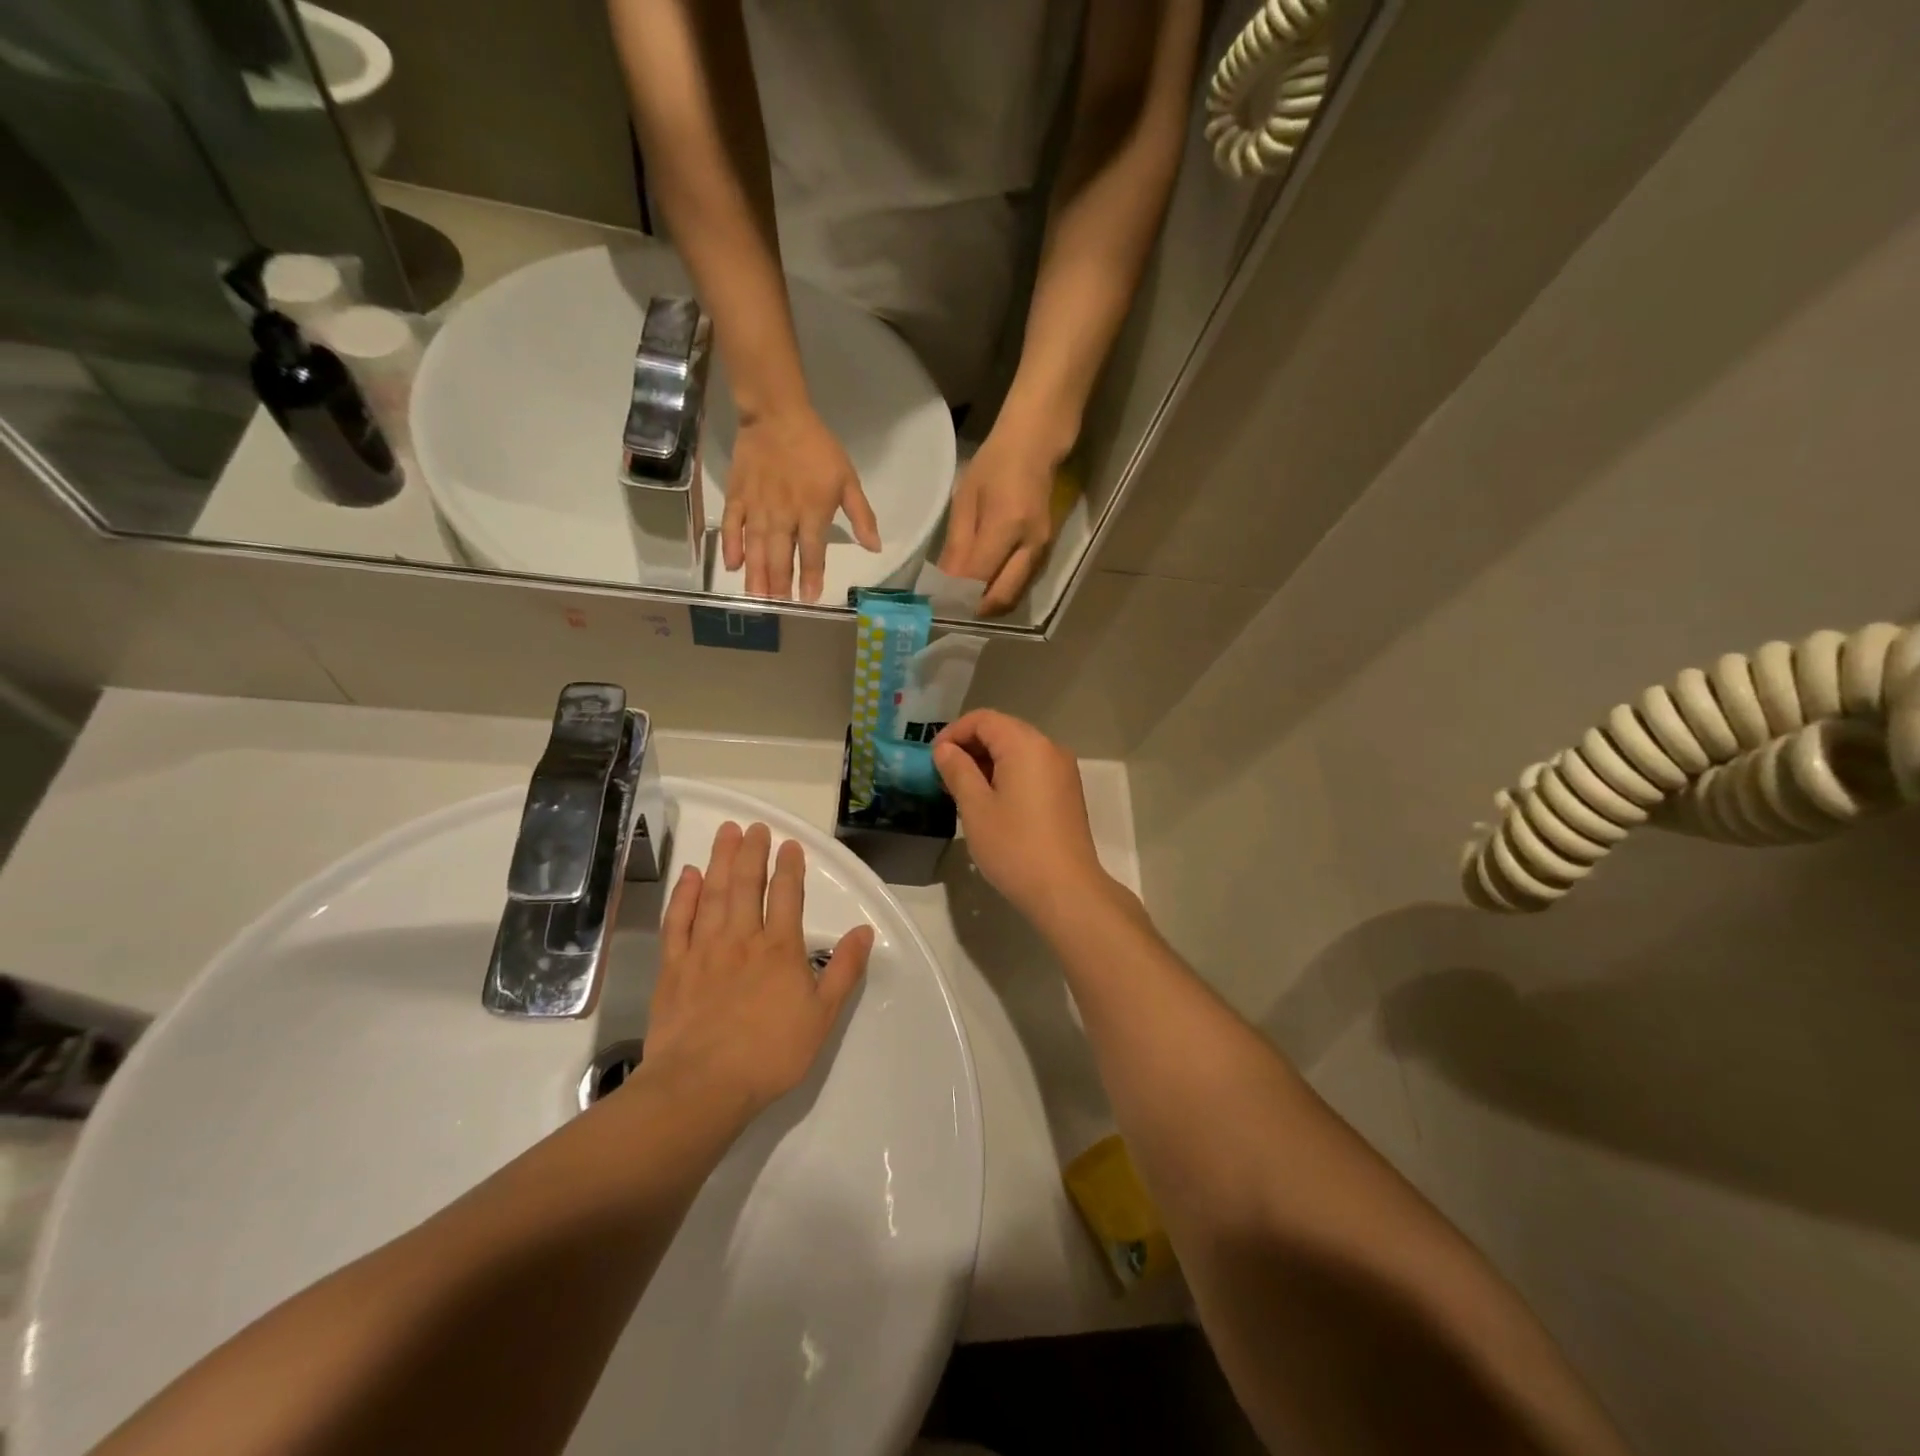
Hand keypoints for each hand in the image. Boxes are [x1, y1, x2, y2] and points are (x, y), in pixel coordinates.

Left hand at [643, 822, 873, 1119]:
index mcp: (780, 948)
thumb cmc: (770, 1054)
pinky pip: (678, 922)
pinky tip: (688, 876)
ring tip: (725, 833)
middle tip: (753, 826)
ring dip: (720, 860)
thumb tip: (864, 930)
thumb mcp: (822, 1016)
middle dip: (751, 852)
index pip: (787, 895)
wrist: (702, 1085)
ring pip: (713, 894)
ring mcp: (704, 950)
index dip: (789, 867)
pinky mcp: (674, 967)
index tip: (789, 844)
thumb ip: (844, 970)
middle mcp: (742, 938)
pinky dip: (684, 896)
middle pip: (746, 884)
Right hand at [723, 407, 880, 601]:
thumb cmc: (817, 448)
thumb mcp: (848, 479)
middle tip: (778, 606)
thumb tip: (875, 547)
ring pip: (756, 547)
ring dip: (756, 575)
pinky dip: (731, 546)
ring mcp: (757, 506)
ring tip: (756, 598)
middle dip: (779, 584)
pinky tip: (732, 566)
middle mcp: (783, 515)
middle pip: (780, 556)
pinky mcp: (737, 496)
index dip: (811, 577)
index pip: (812, 552)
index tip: (809, 599)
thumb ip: (862, 516)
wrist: (777, 414)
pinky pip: (732, 526)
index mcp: (812, 511)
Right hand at [933, 711, 1116, 927]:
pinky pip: (1031, 768)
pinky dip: (1007, 774)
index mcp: (1026, 744)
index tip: (933, 759)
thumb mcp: (976, 807)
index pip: (983, 719)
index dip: (954, 733)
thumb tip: (945, 750)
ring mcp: (1062, 770)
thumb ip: (958, 771)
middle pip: (1003, 730)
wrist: (1066, 890)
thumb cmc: (1014, 847)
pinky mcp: (1067, 791)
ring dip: (987, 762)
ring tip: (962, 791)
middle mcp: (1049, 748)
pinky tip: (991, 802)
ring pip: (1017, 750)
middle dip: (970, 747)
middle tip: (944, 776)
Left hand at [938, 427, 1058, 616]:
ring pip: (1014, 595)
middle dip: (975, 609)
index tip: (937, 602)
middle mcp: (1030, 544)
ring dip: (988, 604)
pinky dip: (1000, 592)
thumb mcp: (966, 499)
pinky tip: (982, 587)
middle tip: (952, 609)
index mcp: (1007, 526)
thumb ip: (957, 545)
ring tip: (963, 601)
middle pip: (1003, 596)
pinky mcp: (1045, 552)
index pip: (979, 576)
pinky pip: (1020, 583)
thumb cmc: (994, 465)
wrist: (1035, 446)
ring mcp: (1042, 550)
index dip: (957, 594)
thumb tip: (945, 582)